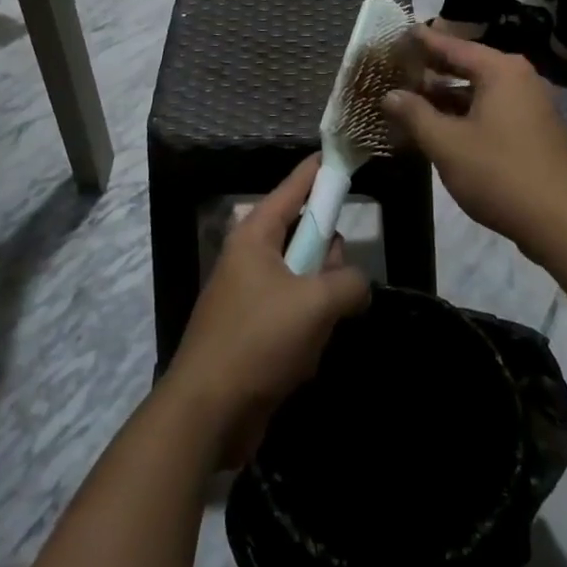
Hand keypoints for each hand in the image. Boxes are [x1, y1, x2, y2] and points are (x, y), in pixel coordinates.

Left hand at [163, 158, 370, 464]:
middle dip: (327, 261)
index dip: (319, 171)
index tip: (340, 153)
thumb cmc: (257, 341)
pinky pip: (295, 318)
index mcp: (255, 236)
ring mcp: (251, 296)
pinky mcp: (254, 332)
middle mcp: (251, 258)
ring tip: (317, 334)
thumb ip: (349, 282)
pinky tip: (303, 360)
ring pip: (305, 282)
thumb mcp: (315, 303)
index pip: (293, 188)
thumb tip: (358, 285)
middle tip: (342, 281)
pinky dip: (307, 334)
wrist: (208, 412)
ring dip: (320, 307)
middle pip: (304, 238)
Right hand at [381, 29, 566, 254]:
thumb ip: (415, 114)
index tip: (399, 34)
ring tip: (414, 98)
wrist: (560, 222)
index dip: (423, 41)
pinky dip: (469, 111)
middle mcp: (521, 78)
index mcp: (501, 71)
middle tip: (400, 67)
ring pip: (482, 90)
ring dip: (449, 95)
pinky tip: (445, 125)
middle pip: (469, 65)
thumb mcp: (447, 143)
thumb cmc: (498, 173)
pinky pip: (495, 108)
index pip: (453, 46)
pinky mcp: (537, 130)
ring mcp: (533, 104)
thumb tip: (390, 95)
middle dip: (434, 69)